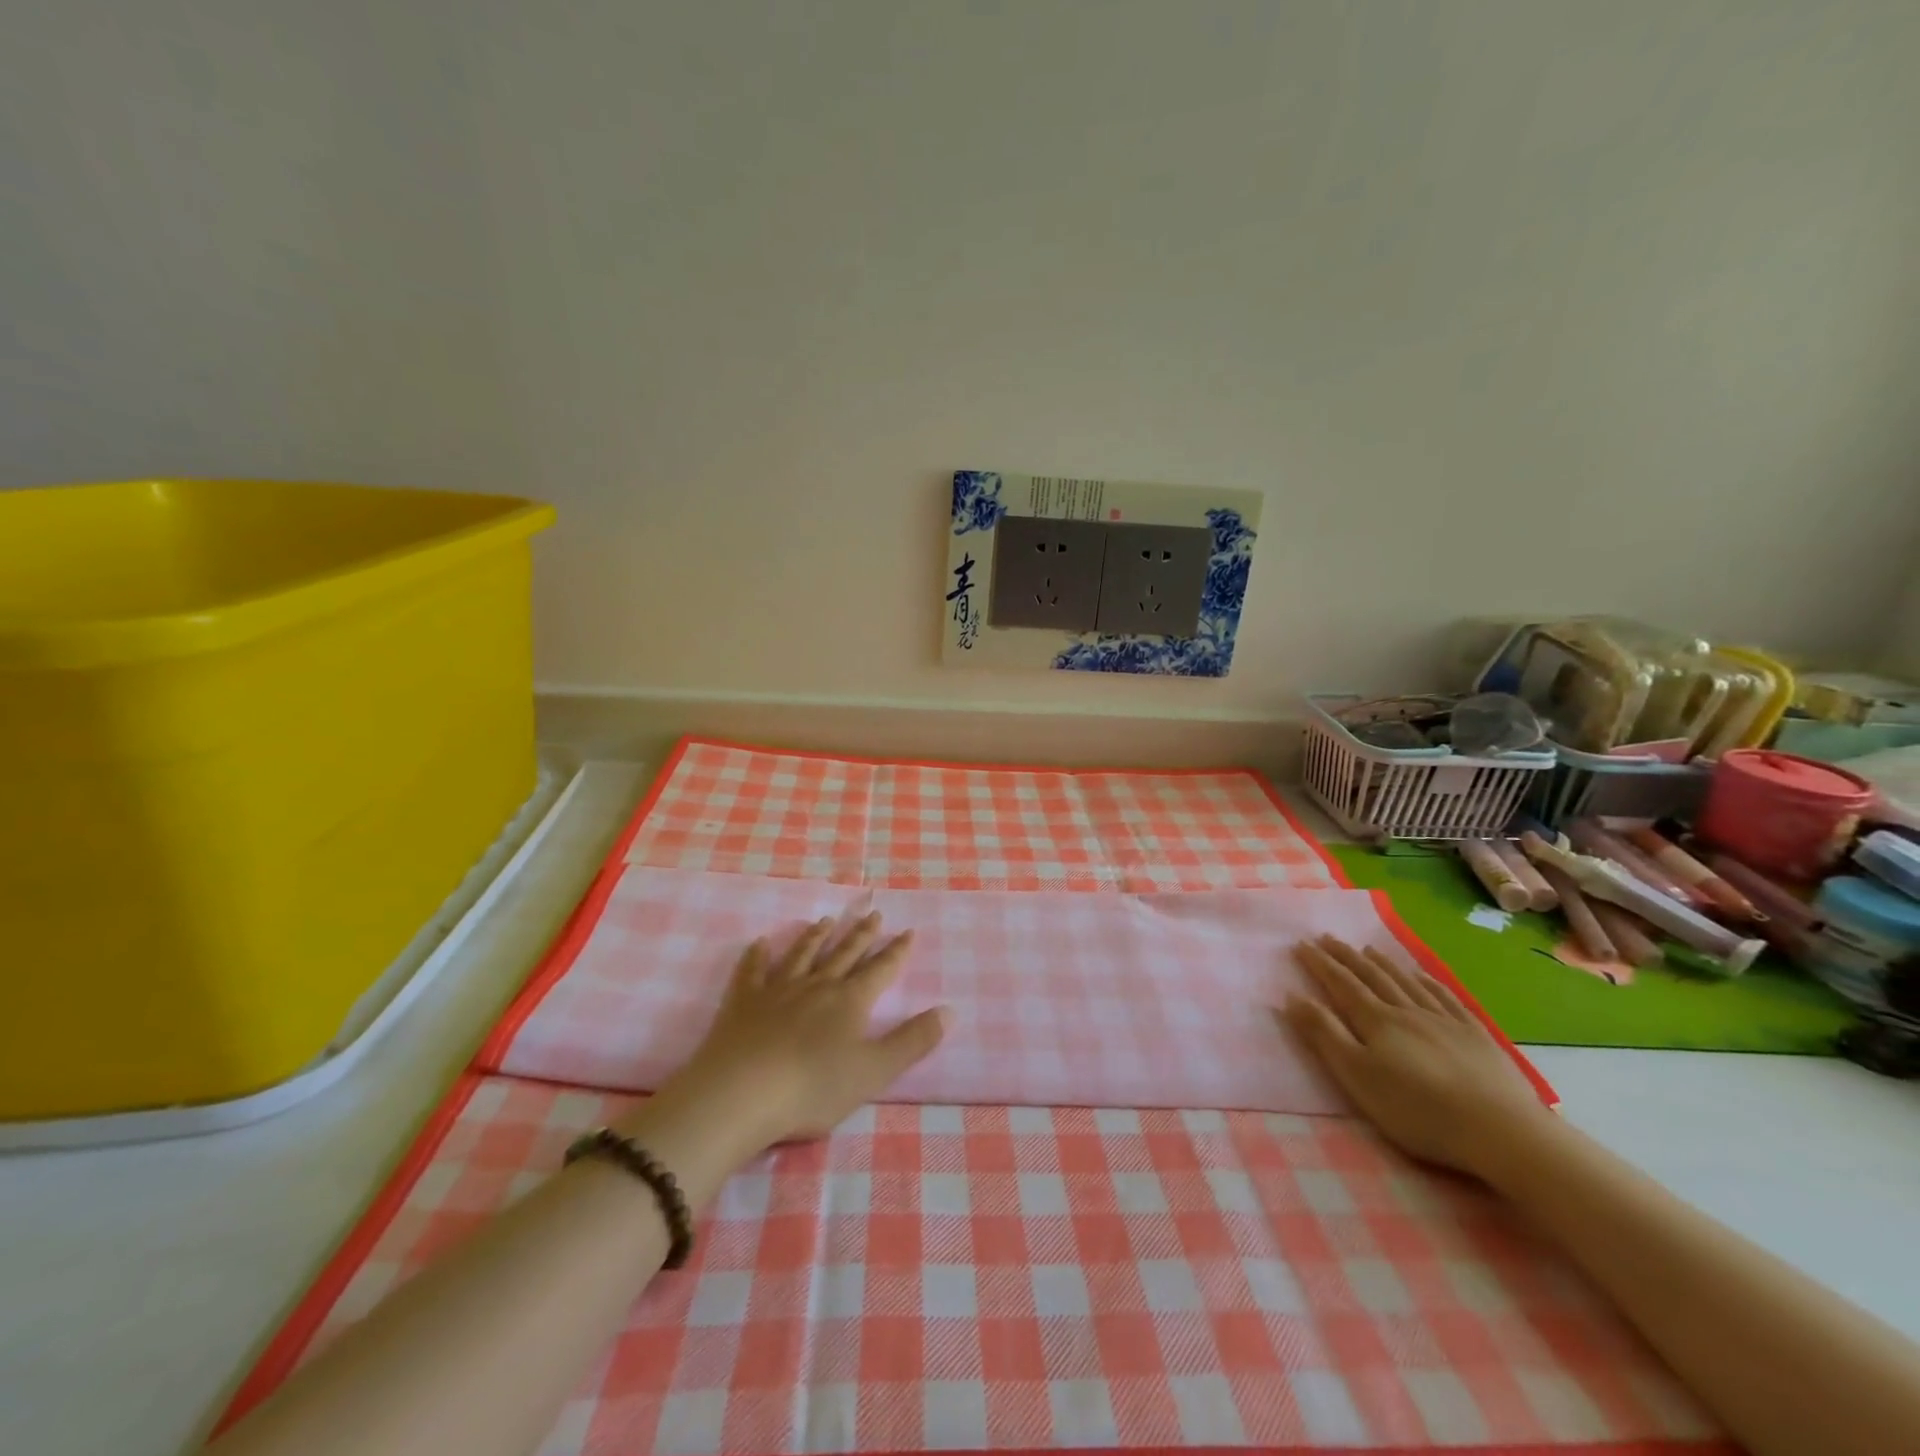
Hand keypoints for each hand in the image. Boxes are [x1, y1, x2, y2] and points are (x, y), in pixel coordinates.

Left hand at [632, 913, 946, 1154]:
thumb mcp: (875, 1071)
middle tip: (874, 913)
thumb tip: (949, 1010)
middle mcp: (816, 985)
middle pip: (844, 955)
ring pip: (802, 955)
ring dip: (816, 937)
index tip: (908, 931)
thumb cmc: (813, 1088)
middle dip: (862, 935)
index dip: (896, 952)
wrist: (741, 1094)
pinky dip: (757, 955)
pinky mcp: (743, 1002)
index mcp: (850, 1001)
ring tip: (826, 920)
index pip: (880, 970)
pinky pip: (752, 971)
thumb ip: (913, 1041)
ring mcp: (777, 990)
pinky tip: (761, 942)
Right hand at [1282, 935, 1553, 1179]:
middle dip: (1346, 957)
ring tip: (1366, 948)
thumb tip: (1293, 995)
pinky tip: (1421, 974)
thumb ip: (1324, 1034)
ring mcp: (1444, 1020)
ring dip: (1383, 963)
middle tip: (1327, 938)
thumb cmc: (1418, 1109)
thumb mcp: (1357, 1076)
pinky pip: (1445, 997)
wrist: (1501, 1130)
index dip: (1320, 964)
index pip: (1341, 984)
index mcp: (1376, 1021)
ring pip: (1406, 982)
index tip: (1301, 944)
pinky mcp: (1475, 1035)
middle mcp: (1407, 1011)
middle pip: (1372, 977)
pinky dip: (1427, 981)